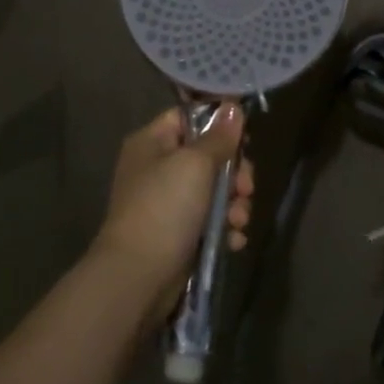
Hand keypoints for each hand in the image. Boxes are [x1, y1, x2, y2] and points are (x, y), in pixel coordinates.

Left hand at [94, 105, 255, 313]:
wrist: (138, 277)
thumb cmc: (164, 208)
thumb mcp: (195, 164)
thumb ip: (218, 136)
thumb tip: (233, 106)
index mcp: (152, 142)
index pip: (188, 118)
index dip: (218, 124)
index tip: (245, 138)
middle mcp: (156, 168)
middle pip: (207, 156)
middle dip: (234, 173)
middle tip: (246, 188)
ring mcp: (166, 203)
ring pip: (212, 191)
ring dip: (233, 204)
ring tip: (238, 220)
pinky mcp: (177, 234)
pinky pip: (208, 221)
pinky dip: (223, 228)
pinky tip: (232, 240)